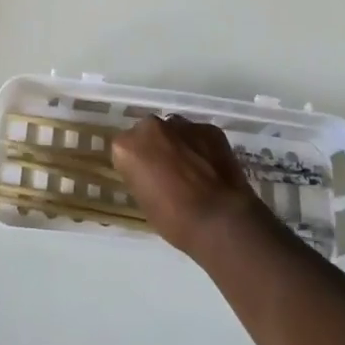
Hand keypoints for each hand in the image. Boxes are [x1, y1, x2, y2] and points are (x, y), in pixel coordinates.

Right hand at [111, 115, 267, 257]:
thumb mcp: (144, 201)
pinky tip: (211, 169)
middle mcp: (150, 126)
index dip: (136, 165)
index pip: (125, 149)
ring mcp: (182, 124)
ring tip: (192, 171)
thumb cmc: (174, 220)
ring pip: (175, 131)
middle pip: (149, 133)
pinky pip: (200, 135)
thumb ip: (142, 175)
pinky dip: (202, 147)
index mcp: (127, 146)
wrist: (219, 220)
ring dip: (179, 144)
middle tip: (168, 172)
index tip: (146, 180)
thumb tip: (152, 172)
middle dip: (156, 147)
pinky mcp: (209, 129)